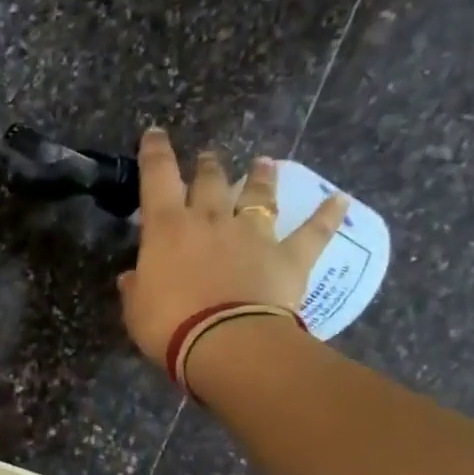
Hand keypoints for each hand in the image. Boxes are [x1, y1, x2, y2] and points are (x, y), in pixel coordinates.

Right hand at [117, 128, 347, 370]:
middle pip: (210, 181)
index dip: (154, 153)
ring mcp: (253, 234)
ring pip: (258, 195)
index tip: (155, 132)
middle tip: (208, 156)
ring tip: (264, 162)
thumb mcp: (136, 309)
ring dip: (261, 177)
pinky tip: (341, 200)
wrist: (227, 342)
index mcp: (167, 228)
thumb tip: (132, 277)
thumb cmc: (169, 325)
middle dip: (207, 166)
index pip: (157, 178)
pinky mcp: (289, 255)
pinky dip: (327, 215)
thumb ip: (135, 288)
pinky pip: (312, 231)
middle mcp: (210, 220)